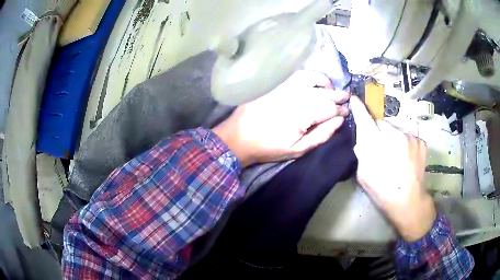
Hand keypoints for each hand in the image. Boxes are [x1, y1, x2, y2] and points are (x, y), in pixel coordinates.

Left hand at [213, 71, 349, 166]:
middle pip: (324, 93)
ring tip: (331, 88)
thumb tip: (339, 120)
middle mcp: (296, 97)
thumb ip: (322, 134)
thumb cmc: (269, 147)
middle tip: (347, 98)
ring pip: (312, 79)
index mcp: (303, 115)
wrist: (239, 137)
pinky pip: (297, 75)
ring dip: (325, 82)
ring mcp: (285, 88)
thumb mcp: (298, 149)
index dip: (341, 110)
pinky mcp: (276, 84)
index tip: (347, 112)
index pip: (330, 108)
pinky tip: (313, 81)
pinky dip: (309, 75)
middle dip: (338, 95)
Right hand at [350, 96, 435, 241]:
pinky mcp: (421, 141)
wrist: (409, 201)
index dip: (359, 109)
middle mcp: (394, 135)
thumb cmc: (383, 192)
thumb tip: (363, 140)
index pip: (365, 120)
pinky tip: (406, 157)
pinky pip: (408, 136)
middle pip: (382, 124)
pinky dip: (405, 142)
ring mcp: (410, 137)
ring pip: (397, 129)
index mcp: (376, 146)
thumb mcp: (363, 175)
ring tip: (397, 156)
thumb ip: (362, 153)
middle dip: (379, 132)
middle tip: (382, 148)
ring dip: (394, 138)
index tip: (355, 99)